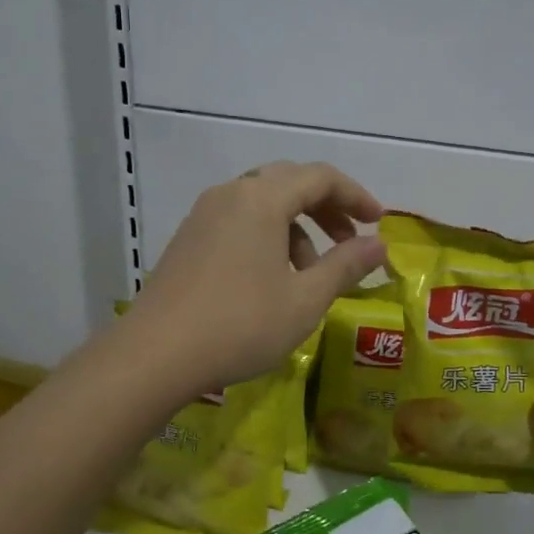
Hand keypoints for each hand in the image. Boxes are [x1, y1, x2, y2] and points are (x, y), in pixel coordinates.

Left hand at [128, 161, 386, 388]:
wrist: (155, 355)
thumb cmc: (240, 325)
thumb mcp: (304, 300)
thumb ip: (345, 266)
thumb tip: (379, 244)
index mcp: (262, 199)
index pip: (320, 177)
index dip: (356, 196)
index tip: (378, 223)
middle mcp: (231, 194)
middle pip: (290, 182)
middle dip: (327, 208)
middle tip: (350, 241)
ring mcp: (204, 215)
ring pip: (263, 204)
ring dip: (297, 228)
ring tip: (311, 273)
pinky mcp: (188, 239)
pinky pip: (239, 221)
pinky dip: (268, 238)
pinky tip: (273, 281)